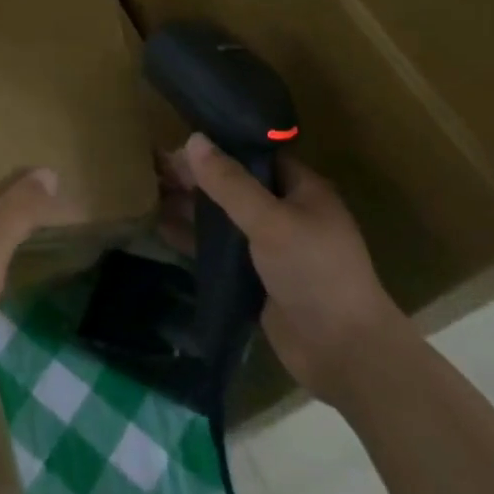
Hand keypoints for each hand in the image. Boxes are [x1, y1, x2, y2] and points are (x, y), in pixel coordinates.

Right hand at [166, 134, 409, 406]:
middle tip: (154, 168)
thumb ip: (231, 183)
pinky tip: (161, 228)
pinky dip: (194, 239)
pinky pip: (219, 250)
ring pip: (224, 218)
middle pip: (235, 185)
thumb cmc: (315, 274)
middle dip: (198, 177)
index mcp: (303, 190)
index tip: (178, 142)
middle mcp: (287, 213)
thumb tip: (193, 140)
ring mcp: (270, 248)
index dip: (218, 147)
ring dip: (191, 206)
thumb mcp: (271, 221)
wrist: (343, 353)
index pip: (255, 155)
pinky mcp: (256, 278)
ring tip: (149, 192)